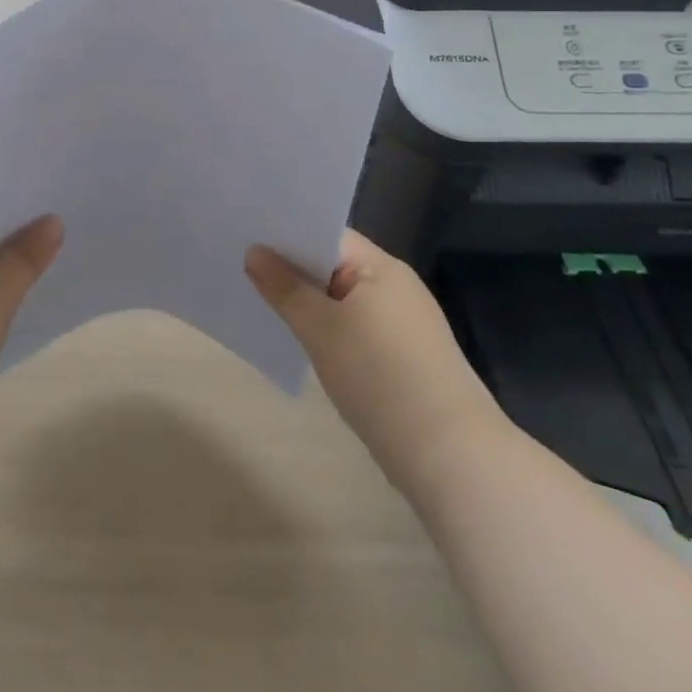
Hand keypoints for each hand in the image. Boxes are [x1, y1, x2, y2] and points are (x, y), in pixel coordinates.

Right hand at [246, 229, 505, 487]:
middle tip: (240, 265)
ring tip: (259, 300)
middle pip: (332, 264)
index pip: (325, 233)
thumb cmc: (380, 377)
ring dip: (307, 301)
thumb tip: (255, 252)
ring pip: (340, 299)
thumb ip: (284, 287)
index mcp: (380, 267)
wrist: (451, 458)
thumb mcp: (320, 328)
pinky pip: (353, 327)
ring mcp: (402, 324)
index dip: (285, 232)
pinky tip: (299, 340)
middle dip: (290, 268)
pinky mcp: (403, 358)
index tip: (244, 235)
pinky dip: (326, 329)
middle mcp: (395, 287)